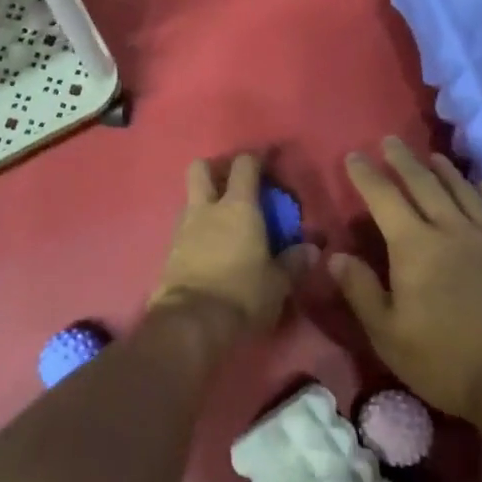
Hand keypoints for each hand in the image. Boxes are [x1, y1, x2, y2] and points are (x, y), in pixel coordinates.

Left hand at [153, 153, 312, 334]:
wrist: (191, 323)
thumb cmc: (242, 295)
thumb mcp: (278, 283)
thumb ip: (295, 262)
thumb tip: (312, 249)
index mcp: (238, 207)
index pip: (245, 166)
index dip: (257, 159)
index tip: (268, 161)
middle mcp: (207, 209)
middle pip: (201, 169)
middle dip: (216, 169)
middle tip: (234, 185)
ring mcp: (183, 228)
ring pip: (190, 199)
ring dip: (205, 203)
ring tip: (223, 222)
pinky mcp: (169, 252)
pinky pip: (184, 229)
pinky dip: (196, 230)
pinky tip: (209, 248)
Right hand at [330, 137, 481, 421]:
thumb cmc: (447, 361)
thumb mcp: (388, 335)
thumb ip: (360, 290)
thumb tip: (335, 255)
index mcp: (415, 247)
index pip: (384, 199)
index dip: (366, 176)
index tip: (354, 156)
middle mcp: (452, 229)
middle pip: (424, 184)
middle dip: (403, 161)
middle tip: (390, 141)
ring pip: (464, 190)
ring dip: (444, 170)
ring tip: (432, 157)